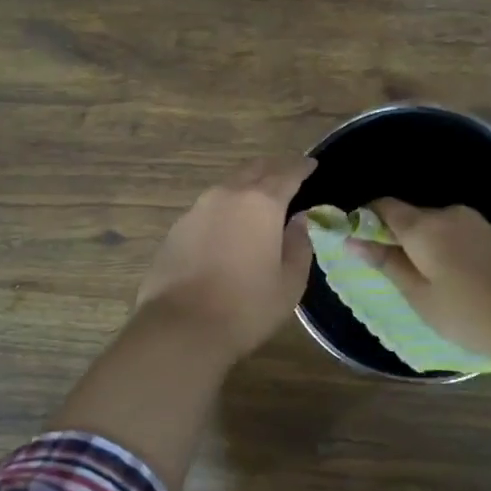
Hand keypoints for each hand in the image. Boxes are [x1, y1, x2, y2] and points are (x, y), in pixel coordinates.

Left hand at [131, 157, 316, 360]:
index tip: (311, 164)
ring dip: (247, 184)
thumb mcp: (289, 282)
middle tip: (287, 173)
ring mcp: (198, 208)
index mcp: (262, 203)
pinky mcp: (178, 227)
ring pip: (229, 184)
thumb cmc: (246, 306)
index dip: (302, 167)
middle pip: (255, 169)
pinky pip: (210, 205)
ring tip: (260, 197)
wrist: (180, 326)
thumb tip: (299, 220)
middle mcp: (228, 194)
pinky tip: (230, 224)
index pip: (287, 173)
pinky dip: (226, 205)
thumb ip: (299, 244)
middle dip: (274, 167)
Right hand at [350, 199, 490, 373]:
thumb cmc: (473, 314)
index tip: (359, 246)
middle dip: (397, 240)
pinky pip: (460, 237)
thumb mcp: (422, 296)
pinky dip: (449, 253)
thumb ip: (387, 264)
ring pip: (437, 228)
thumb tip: (353, 239)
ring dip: (425, 249)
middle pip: (411, 217)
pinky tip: (460, 284)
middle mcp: (449, 214)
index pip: (382, 206)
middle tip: (396, 278)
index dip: (364, 220)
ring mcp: (478, 223)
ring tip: (431, 288)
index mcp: (424, 226)